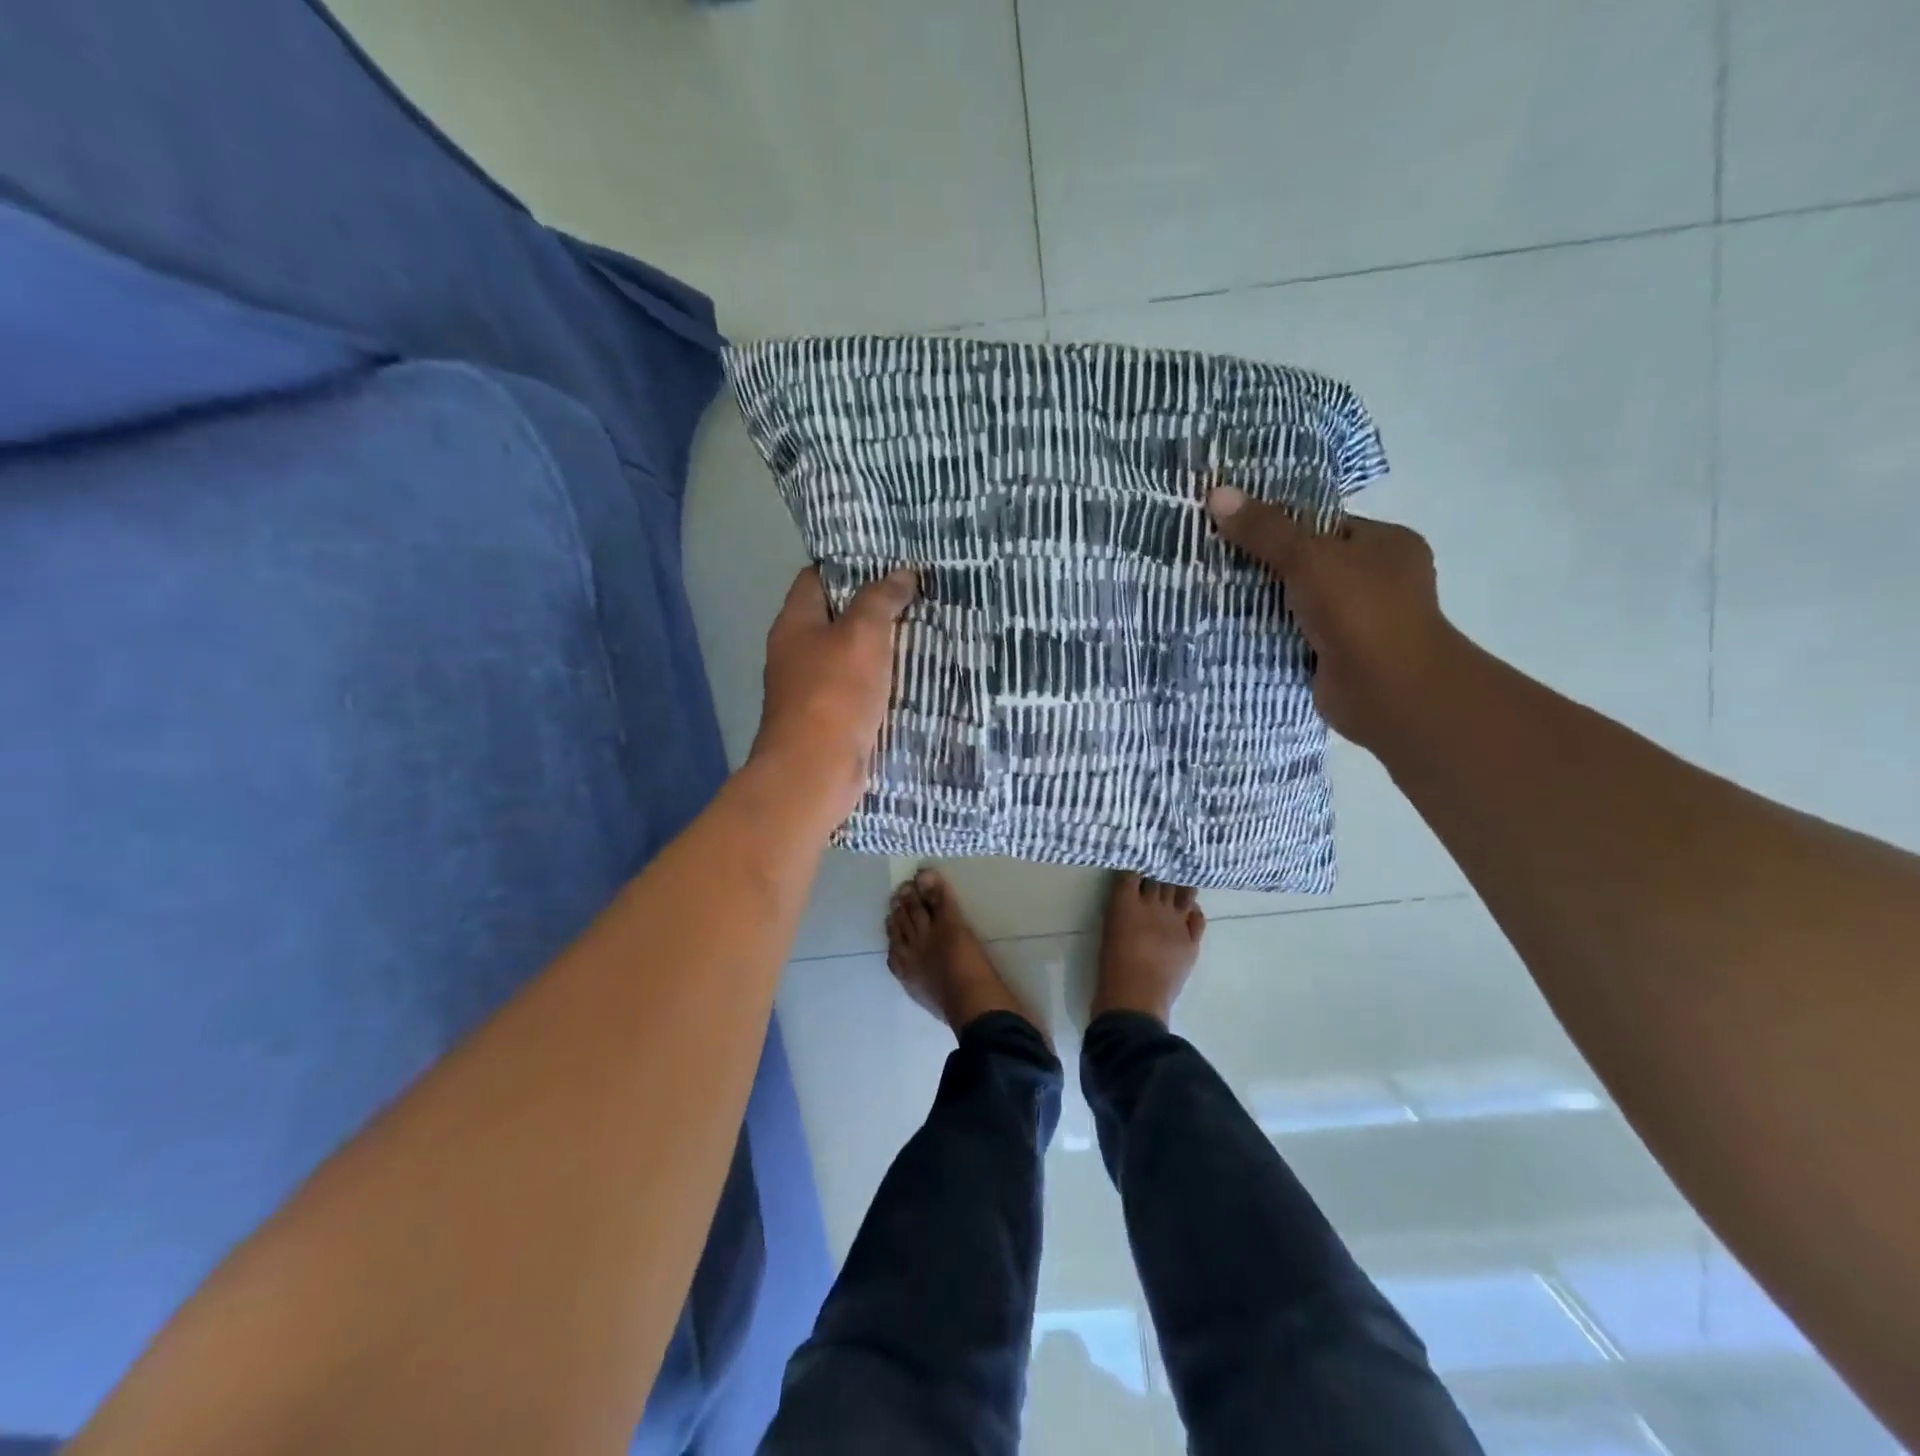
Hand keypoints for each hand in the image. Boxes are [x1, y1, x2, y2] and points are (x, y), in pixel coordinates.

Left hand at [752, 566, 918, 822]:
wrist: (815, 771)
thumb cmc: (834, 693)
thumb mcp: (862, 634)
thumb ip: (881, 599)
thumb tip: (902, 573)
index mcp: (794, 623)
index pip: (816, 578)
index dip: (850, 565)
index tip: (889, 562)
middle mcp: (796, 653)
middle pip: (835, 618)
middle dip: (873, 608)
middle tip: (915, 597)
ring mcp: (810, 690)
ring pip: (849, 657)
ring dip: (880, 648)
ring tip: (922, 633)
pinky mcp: (828, 720)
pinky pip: (857, 691)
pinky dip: (880, 683)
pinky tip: (911, 679)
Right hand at [1207, 486, 1459, 748]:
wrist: (1389, 691)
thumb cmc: (1360, 611)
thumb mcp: (1308, 559)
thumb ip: (1265, 530)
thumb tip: (1217, 493)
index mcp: (1386, 545)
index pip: (1324, 525)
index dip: (1279, 524)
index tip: (1233, 528)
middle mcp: (1379, 580)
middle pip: (1309, 564)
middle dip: (1265, 566)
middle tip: (1215, 562)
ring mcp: (1360, 622)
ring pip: (1299, 603)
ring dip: (1264, 604)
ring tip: (1212, 593)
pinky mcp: (1339, 657)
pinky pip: (1295, 637)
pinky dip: (1269, 636)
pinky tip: (1231, 630)